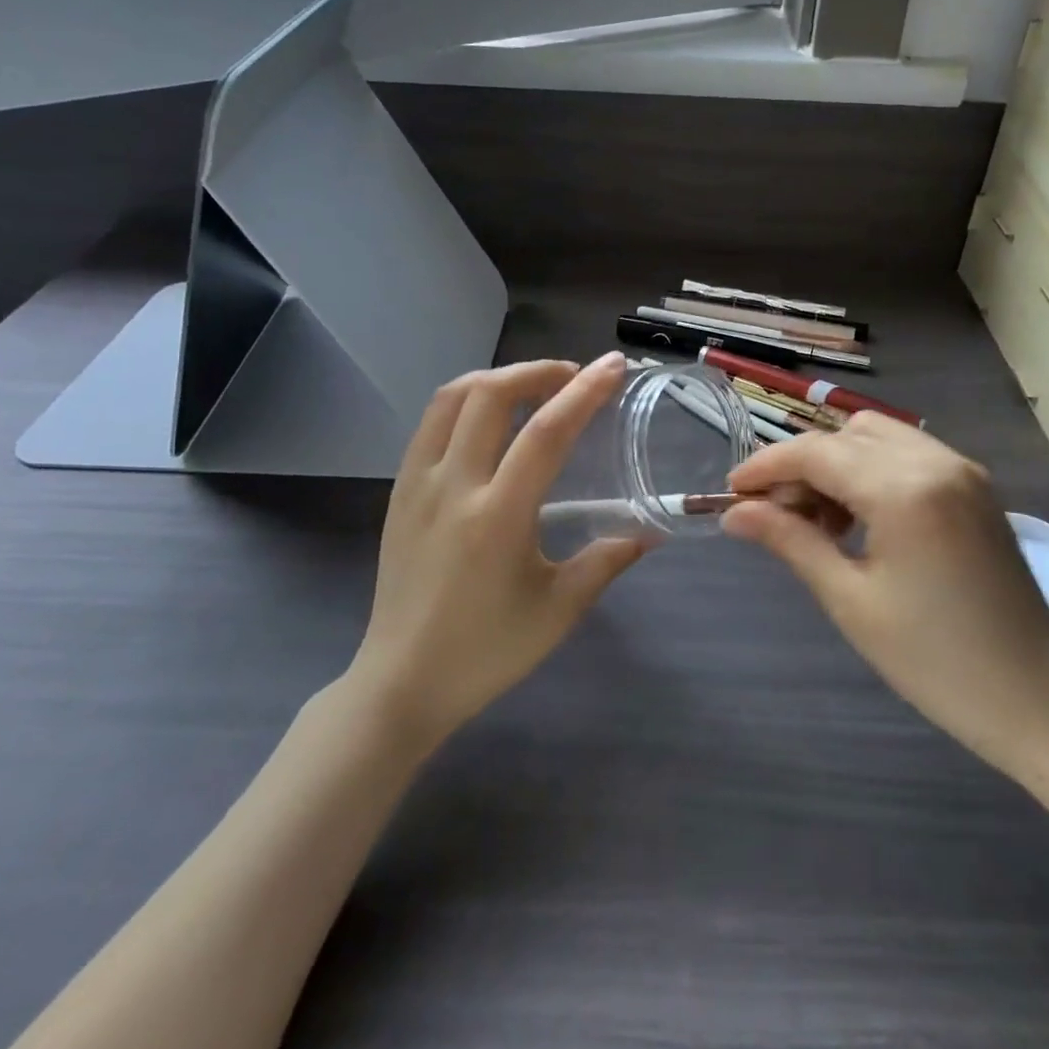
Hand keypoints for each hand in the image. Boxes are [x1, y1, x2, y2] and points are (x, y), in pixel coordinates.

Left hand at [349, 353, 647, 746]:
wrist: (402, 683)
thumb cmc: (486, 651)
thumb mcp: (559, 610)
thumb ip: (606, 561)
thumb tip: (648, 531)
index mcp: (497, 516)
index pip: (545, 433)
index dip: (584, 392)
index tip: (612, 366)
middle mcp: (453, 487)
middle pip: (490, 394)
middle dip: (537, 370)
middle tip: (572, 376)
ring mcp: (418, 484)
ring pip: (452, 398)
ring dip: (498, 378)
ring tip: (532, 386)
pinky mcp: (399, 491)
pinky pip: (432, 423)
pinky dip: (467, 400)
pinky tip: (490, 418)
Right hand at [722, 414, 1048, 783]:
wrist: (1039, 699)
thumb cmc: (936, 661)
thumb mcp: (850, 600)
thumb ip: (791, 541)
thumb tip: (735, 514)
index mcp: (904, 489)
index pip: (816, 453)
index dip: (766, 467)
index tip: (731, 493)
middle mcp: (935, 461)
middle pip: (844, 436)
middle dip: (801, 466)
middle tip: (776, 517)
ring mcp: (962, 469)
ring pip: (876, 436)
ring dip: (837, 463)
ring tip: (819, 521)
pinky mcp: (975, 485)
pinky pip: (907, 453)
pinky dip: (872, 470)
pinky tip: (861, 518)